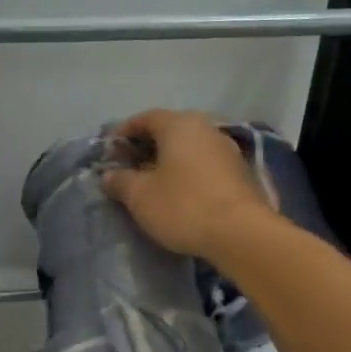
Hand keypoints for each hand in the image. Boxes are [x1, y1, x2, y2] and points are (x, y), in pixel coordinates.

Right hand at [102, 109, 273, 262]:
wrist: (241, 233)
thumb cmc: (183, 206)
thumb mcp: (140, 196)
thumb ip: (120, 181)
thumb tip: (109, 175)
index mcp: (178, 125)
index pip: (145, 118)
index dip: (124, 132)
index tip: (109, 150)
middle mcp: (205, 128)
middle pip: (169, 130)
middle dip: (146, 145)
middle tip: (128, 165)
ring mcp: (226, 148)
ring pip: (189, 147)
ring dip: (168, 159)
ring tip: (152, 181)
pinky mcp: (239, 171)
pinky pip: (204, 163)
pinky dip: (187, 171)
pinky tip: (179, 191)